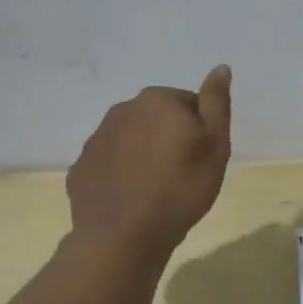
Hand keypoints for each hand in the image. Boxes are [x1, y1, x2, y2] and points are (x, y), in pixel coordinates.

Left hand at [64, 65, 232, 254]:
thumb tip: (221, 67)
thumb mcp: (215, 144)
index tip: (202, 157)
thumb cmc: (181, 188)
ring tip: (158, 189)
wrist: (124, 236)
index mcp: (157, 100)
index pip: (188, 103)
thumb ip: (216, 102)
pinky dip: (122, 174)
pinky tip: (133, 200)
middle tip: (184, 173)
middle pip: (157, 119)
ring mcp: (96, 140)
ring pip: (131, 139)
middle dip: (169, 138)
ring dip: (144, 154)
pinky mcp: (81, 168)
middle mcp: (122, 110)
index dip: (199, 130)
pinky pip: (110, 164)